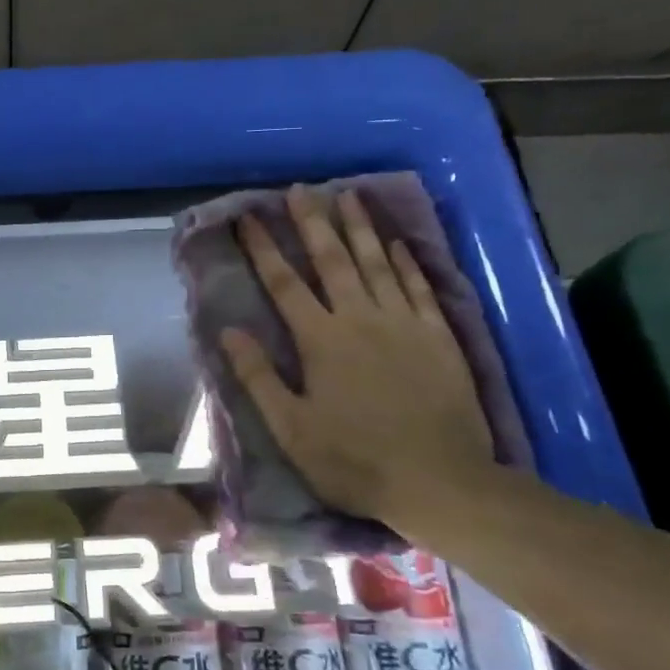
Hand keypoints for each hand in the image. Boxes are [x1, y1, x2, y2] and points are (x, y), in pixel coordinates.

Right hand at [219, 185, 493, 530]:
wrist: (439, 480)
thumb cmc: (353, 459)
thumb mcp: (290, 427)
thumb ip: (258, 376)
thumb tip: (229, 331)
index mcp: (320, 340)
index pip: (284, 283)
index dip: (264, 248)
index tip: (248, 218)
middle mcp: (361, 319)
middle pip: (333, 260)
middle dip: (313, 222)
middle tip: (301, 189)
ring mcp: (404, 324)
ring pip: (378, 263)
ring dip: (360, 228)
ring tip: (349, 195)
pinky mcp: (439, 336)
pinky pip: (419, 287)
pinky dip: (406, 261)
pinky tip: (397, 242)